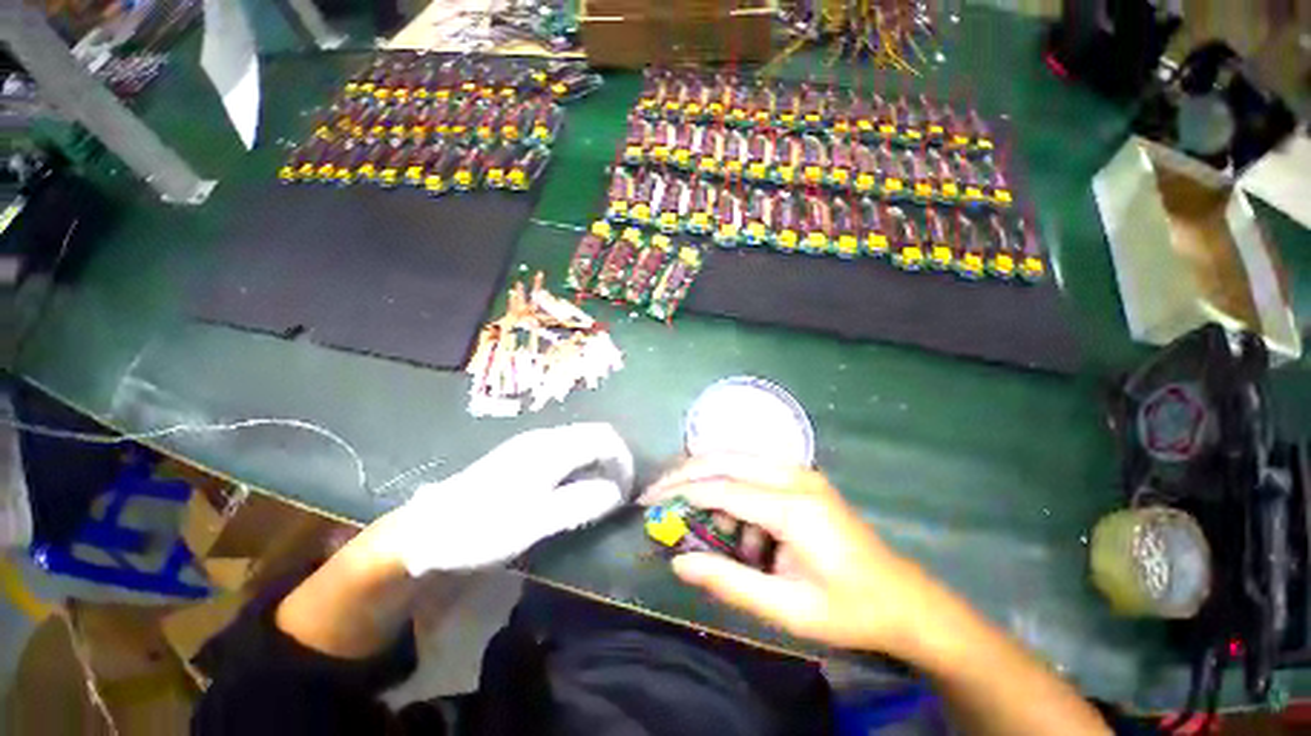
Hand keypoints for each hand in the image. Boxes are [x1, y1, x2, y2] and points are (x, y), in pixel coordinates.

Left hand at [385, 423, 633, 574]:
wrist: (429, 530)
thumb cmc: (484, 526)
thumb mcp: (536, 522)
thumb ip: (580, 503)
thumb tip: (616, 492)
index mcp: (550, 448)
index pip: (603, 439)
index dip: (623, 459)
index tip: (628, 487)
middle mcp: (544, 437)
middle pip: (594, 433)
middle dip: (614, 457)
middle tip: (619, 488)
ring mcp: (531, 443)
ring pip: (580, 439)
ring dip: (598, 459)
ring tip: (601, 488)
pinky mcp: (522, 454)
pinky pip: (566, 447)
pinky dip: (582, 461)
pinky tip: (574, 484)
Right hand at [642, 455, 949, 657]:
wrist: (903, 599)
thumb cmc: (848, 609)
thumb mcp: (786, 607)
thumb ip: (729, 581)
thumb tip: (678, 563)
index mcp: (794, 507)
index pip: (722, 489)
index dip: (681, 493)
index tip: (649, 502)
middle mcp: (795, 476)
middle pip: (725, 459)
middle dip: (685, 473)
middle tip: (657, 493)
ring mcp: (800, 471)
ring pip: (736, 460)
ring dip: (711, 485)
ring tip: (707, 526)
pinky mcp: (801, 477)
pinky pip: (752, 471)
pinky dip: (733, 493)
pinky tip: (744, 531)